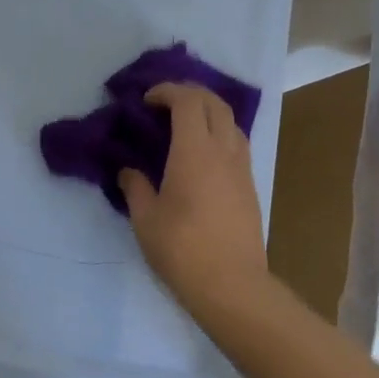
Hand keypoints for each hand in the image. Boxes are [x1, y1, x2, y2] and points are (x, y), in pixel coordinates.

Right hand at [120, 84, 270, 309]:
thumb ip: (135, 187)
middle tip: (165, 103)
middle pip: (215, 103)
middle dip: (190, 93)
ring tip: (184, 125)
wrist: (232, 285)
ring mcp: (242, 168)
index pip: (188, 101)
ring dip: (208, 112)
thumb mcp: (146, 219)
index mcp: (195, 151)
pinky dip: (219, 133)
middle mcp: (223, 151)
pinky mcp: (250, 186)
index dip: (167, 91)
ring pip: (231, 121)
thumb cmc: (182, 249)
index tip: (146, 101)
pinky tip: (201, 153)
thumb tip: (128, 171)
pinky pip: (237, 143)